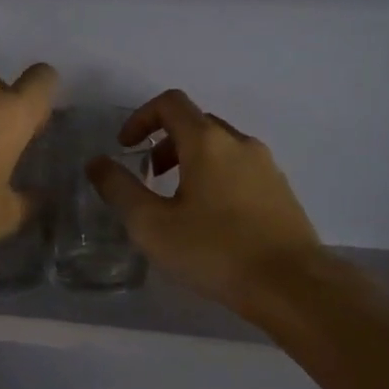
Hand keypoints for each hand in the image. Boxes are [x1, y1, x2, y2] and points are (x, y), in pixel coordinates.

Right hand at [89, 89, 322, 313]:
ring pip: (221, 148)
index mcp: (208, 141)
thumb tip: (96, 162)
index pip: (170, 103)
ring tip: (179, 203)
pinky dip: (217, 178)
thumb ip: (119, 189)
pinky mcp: (282, 191)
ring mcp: (267, 166)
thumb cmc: (215, 251)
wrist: (291, 285)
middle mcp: (240, 143)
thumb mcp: (152, 225)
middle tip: (150, 177)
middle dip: (165, 142)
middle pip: (196, 123)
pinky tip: (213, 221)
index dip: (141, 117)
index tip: (126, 148)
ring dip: (192, 162)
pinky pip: (241, 169)